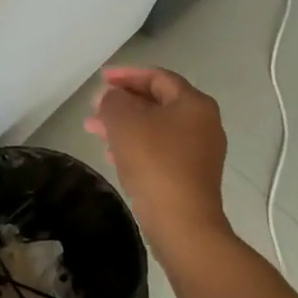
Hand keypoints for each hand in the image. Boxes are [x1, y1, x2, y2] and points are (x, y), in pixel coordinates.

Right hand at [85, 67, 230, 251]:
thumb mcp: (124, 122)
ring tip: (94, 130)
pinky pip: (160, 150)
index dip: (127, 75)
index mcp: (193, 103)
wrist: (182, 222)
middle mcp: (203, 122)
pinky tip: (113, 155)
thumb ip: (113, 101)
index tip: (101, 79)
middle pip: (157, 102)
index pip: (157, 77)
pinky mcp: (191, 174)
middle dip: (122, 103)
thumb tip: (111, 97)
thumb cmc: (154, 163)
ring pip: (156, 127)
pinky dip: (136, 146)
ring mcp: (200, 151)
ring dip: (125, 125)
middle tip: (94, 107)